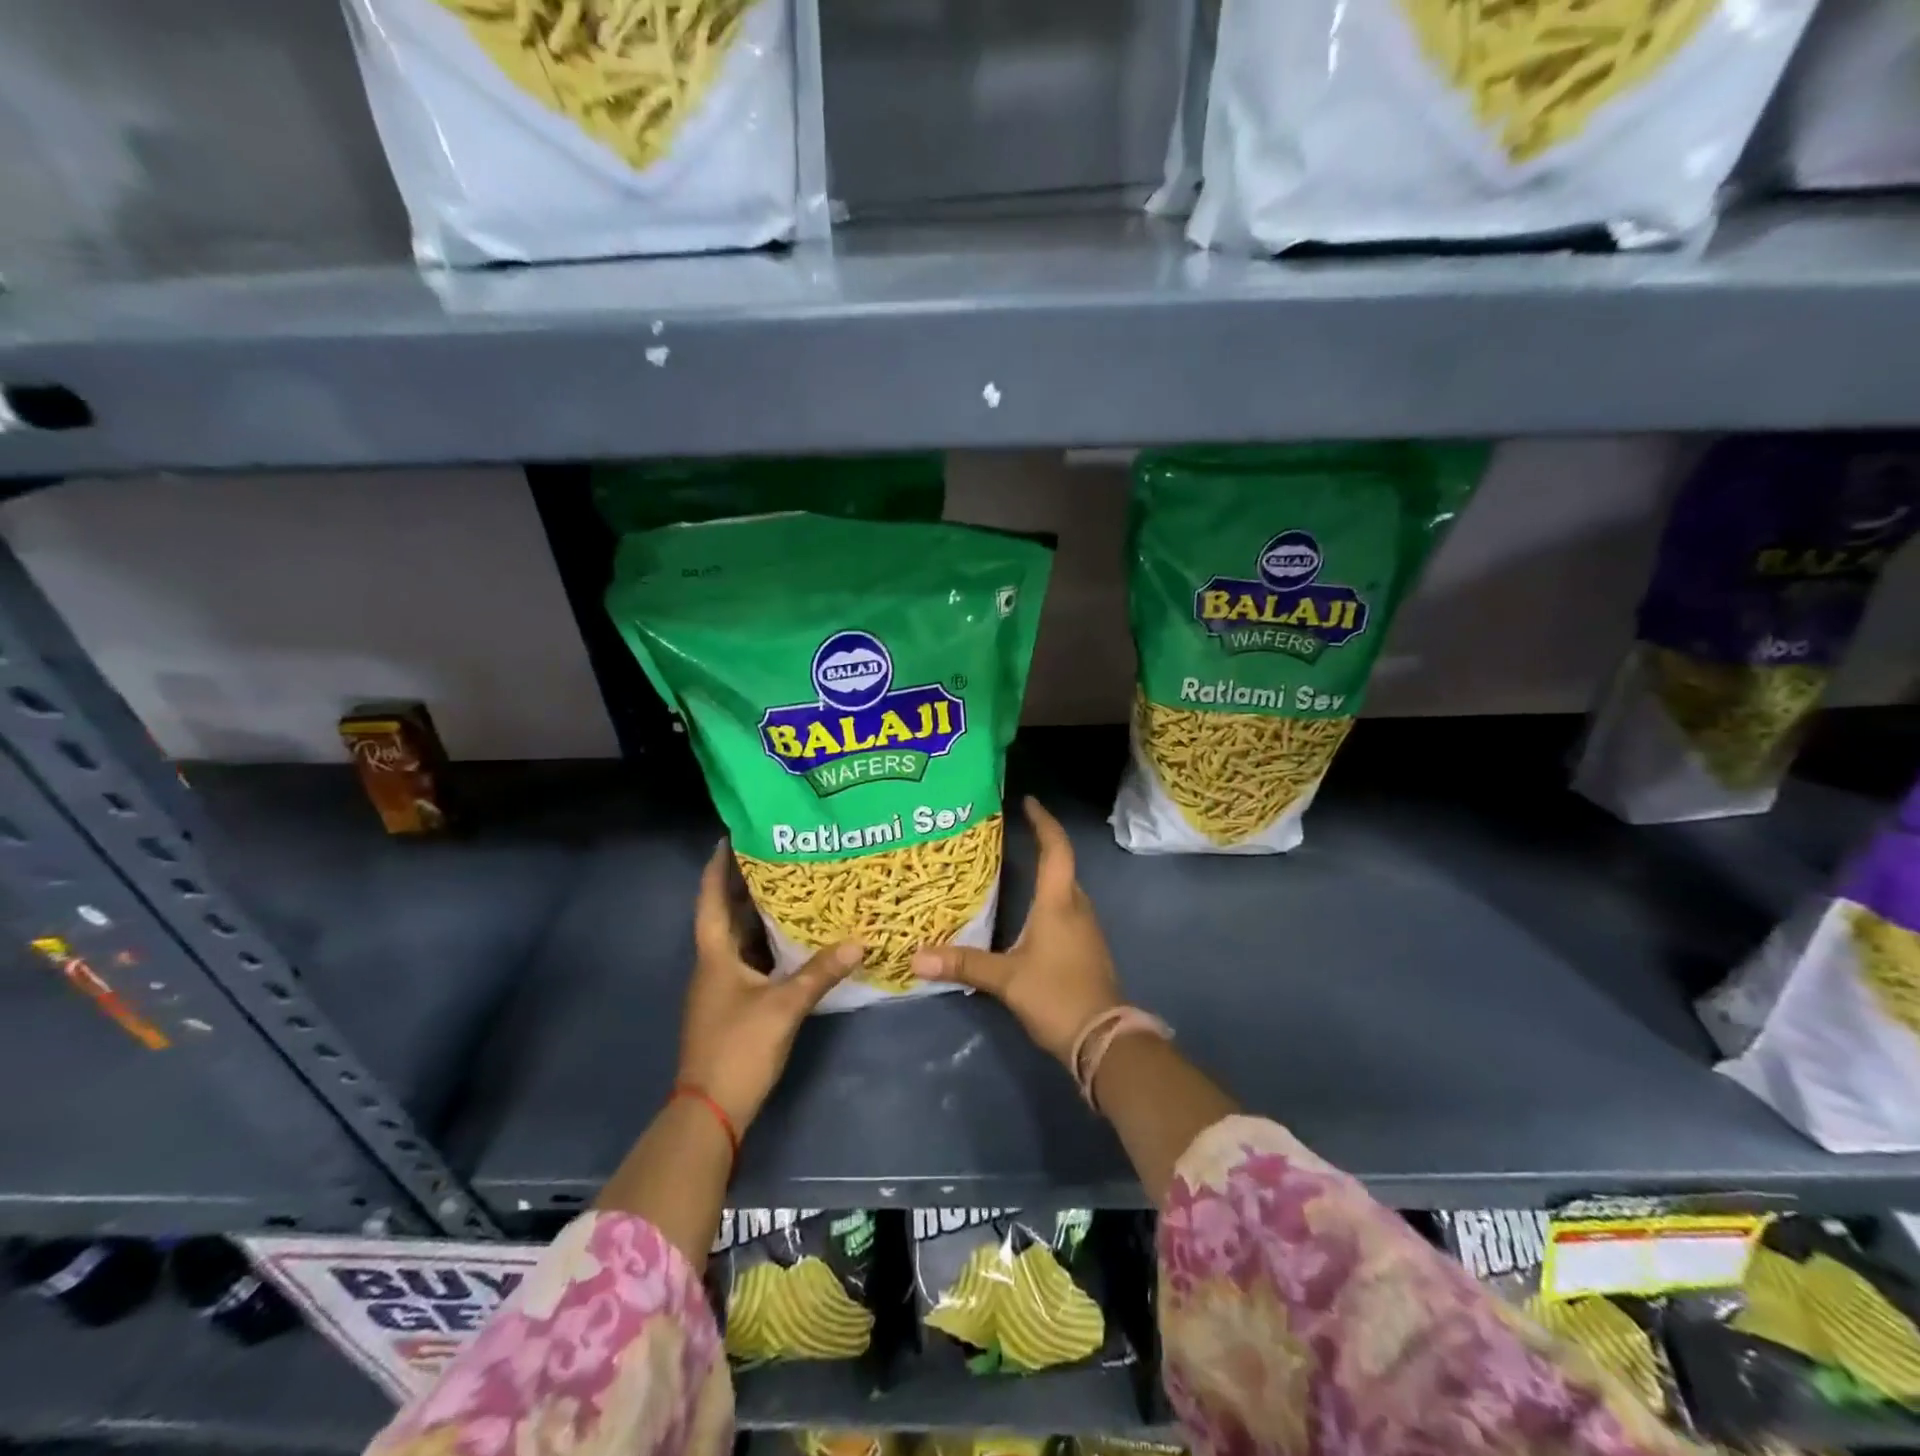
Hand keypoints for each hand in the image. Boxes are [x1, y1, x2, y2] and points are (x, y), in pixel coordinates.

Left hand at [679, 842, 862, 1130]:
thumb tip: (859, 940)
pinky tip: (796, 939)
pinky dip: (770, 945)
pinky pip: (753, 961)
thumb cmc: (738, 1048)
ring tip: (794, 887)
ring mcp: (723, 987)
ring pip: (742, 939)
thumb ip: (820, 972)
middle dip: (748, 884)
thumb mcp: (783, 1006)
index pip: (712, 898)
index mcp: (715, 955)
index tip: (734, 836)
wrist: (711, 1111)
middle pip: (728, 915)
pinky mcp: (735, 1005)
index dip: (719, 866)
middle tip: (781, 854)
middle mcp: (714, 964)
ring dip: (761, 914)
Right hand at [911, 797, 1120, 1067]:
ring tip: (1010, 868)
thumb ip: (963, 964)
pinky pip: (1064, 910)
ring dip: (1042, 874)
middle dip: (1039, 844)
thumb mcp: (1005, 979)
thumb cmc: (1056, 996)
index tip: (1028, 802)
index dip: (1044, 822)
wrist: (1103, 1040)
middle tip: (1007, 835)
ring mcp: (1085, 928)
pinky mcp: (1085, 948)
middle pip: (1061, 865)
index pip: (1056, 849)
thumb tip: (917, 957)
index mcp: (1058, 903)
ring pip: (1063, 889)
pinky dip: (1045, 900)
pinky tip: (1024, 913)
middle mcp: (1076, 907)